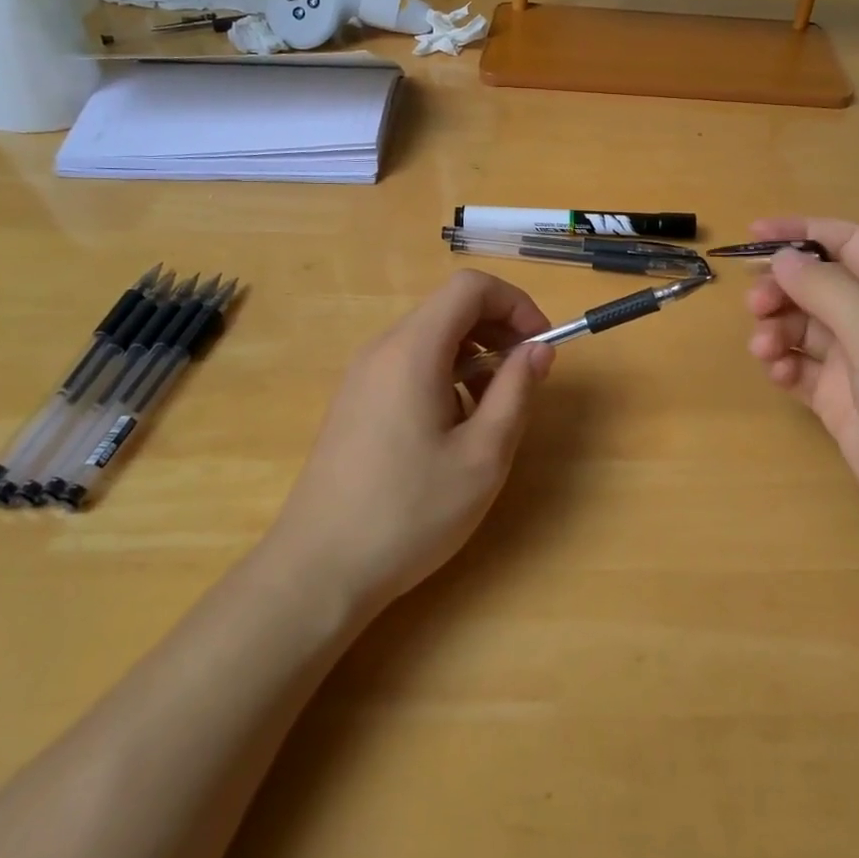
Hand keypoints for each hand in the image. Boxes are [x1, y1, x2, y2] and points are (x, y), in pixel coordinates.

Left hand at [272, 270, 553, 609]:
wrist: (318, 570)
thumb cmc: (410, 512)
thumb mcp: (483, 456)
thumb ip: (516, 391)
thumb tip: (538, 348)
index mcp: (413, 350)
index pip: (470, 287)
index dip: (515, 303)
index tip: (540, 345)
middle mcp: (382, 349)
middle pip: (449, 308)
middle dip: (498, 329)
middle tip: (525, 378)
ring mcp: (362, 375)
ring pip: (431, 338)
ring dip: (473, 356)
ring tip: (491, 411)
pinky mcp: (355, 402)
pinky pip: (409, 365)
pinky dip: (445, 375)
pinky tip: (451, 429)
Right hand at [745, 216, 858, 571]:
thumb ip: (829, 290)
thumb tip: (783, 258)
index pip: (848, 242)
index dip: (801, 231)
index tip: (753, 233)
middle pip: (819, 284)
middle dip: (783, 288)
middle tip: (755, 306)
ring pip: (805, 325)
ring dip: (778, 328)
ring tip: (763, 348)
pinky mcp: (842, 399)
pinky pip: (801, 366)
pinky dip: (783, 363)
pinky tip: (777, 373)